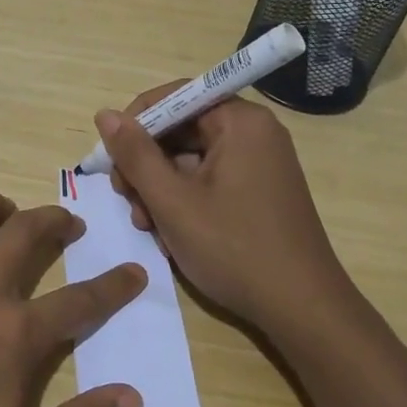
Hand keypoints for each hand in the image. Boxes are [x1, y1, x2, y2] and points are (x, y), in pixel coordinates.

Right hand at [97, 86, 352, 334]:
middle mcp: (253, 132)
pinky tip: (170, 233)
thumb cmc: (234, 249)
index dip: (136, 122)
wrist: (302, 309)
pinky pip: (209, 179)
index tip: (112, 159)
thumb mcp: (172, 201)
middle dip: (146, 163)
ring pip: (190, 158)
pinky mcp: (258, 189)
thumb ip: (135, 154)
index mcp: (240, 122)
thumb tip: (104, 115)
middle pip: (180, 129)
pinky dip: (183, 199)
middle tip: (127, 200)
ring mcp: (259, 162)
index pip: (174, 97)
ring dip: (159, 187)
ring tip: (147, 225)